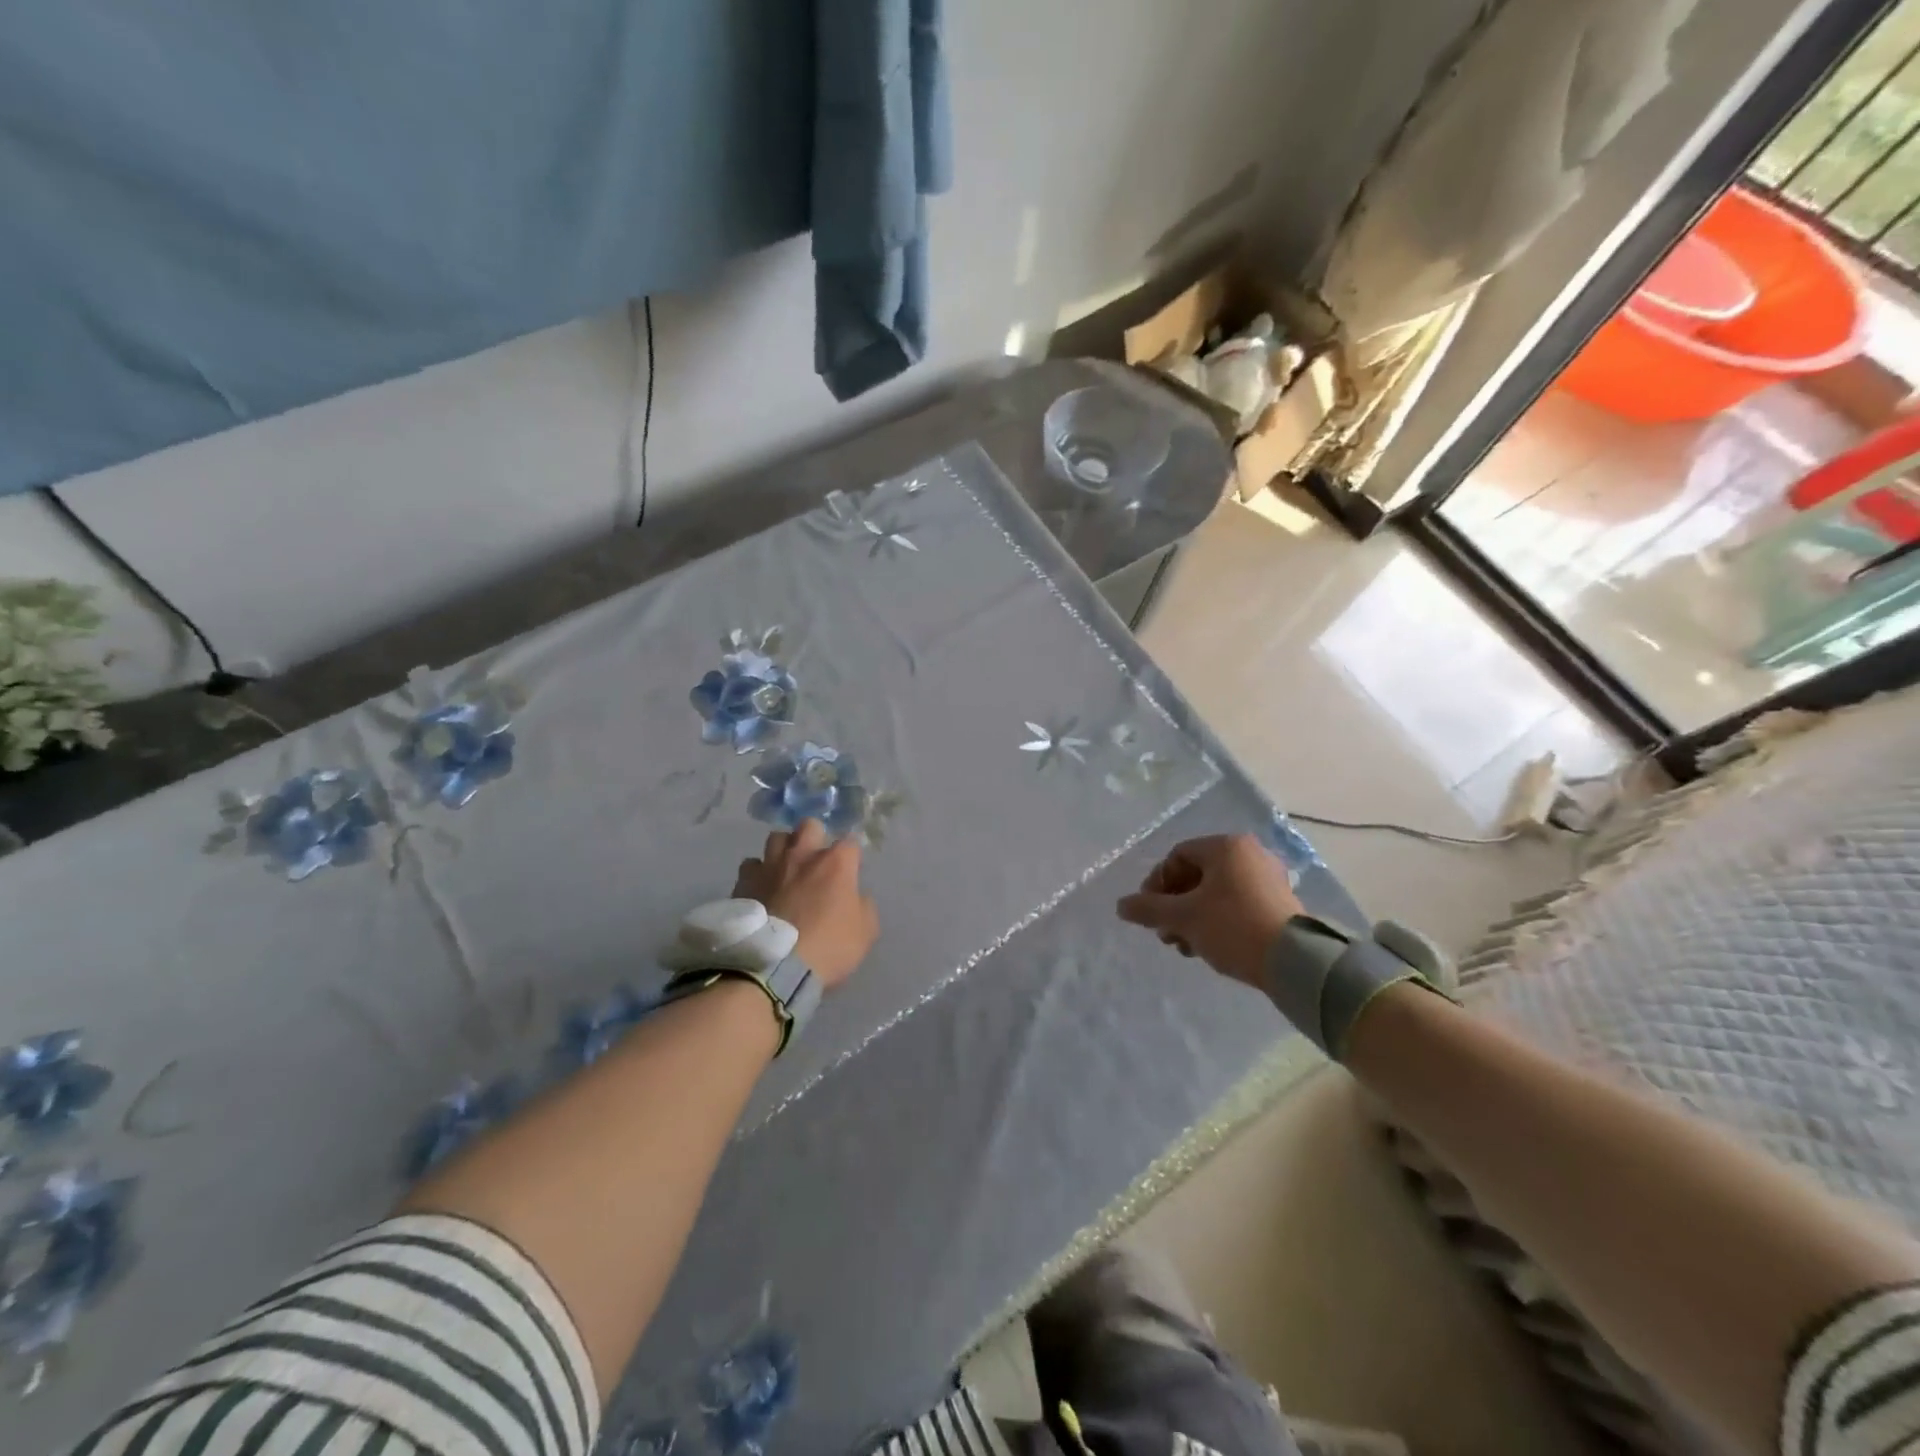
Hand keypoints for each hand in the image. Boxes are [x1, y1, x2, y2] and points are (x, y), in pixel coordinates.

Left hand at [734, 819, 877, 988]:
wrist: (773, 968)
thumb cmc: (827, 948)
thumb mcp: (865, 932)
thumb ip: (863, 905)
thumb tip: (854, 896)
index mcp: (835, 863)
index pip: (850, 842)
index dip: (851, 857)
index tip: (851, 872)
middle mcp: (802, 854)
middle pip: (809, 826)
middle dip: (815, 837)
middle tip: (816, 861)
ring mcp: (770, 866)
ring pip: (776, 838)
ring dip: (784, 850)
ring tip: (785, 870)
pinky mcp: (744, 882)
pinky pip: (751, 866)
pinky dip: (758, 873)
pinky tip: (761, 888)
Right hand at [1116, 834, 1301, 986]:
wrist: (1295, 962)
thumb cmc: (1233, 927)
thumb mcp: (1183, 918)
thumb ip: (1148, 909)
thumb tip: (1121, 906)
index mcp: (1226, 847)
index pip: (1177, 856)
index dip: (1156, 883)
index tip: (1148, 912)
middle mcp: (1250, 854)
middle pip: (1197, 875)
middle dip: (1174, 906)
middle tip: (1166, 934)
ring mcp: (1269, 878)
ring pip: (1216, 893)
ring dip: (1193, 917)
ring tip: (1186, 946)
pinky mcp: (1280, 903)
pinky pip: (1237, 904)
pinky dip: (1217, 921)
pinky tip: (1209, 947)